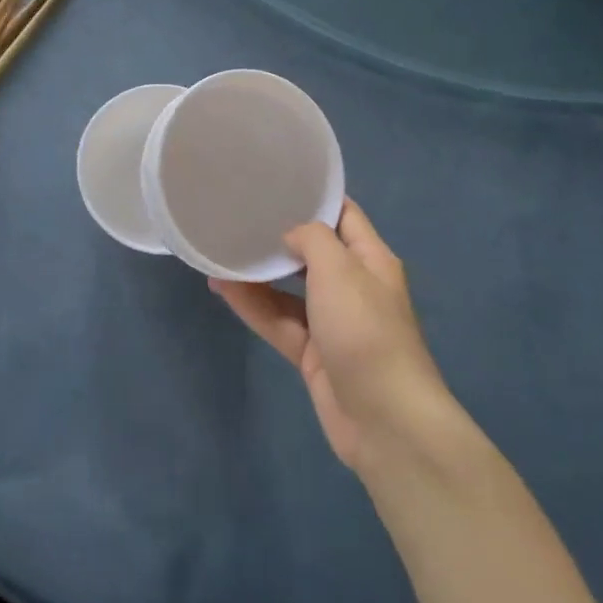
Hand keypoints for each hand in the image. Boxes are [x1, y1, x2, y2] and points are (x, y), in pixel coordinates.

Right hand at [211, 199, 455, 472]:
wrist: (384, 418)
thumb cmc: (365, 330)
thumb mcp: (340, 269)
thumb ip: (313, 239)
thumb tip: (291, 235)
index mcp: (371, 260)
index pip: (343, 216)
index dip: (313, 198)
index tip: (274, 184)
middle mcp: (353, 286)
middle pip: (313, 253)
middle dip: (278, 237)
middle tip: (238, 217)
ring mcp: (332, 323)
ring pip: (289, 290)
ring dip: (258, 274)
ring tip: (219, 253)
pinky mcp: (313, 355)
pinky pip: (279, 321)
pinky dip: (253, 306)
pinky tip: (223, 289)